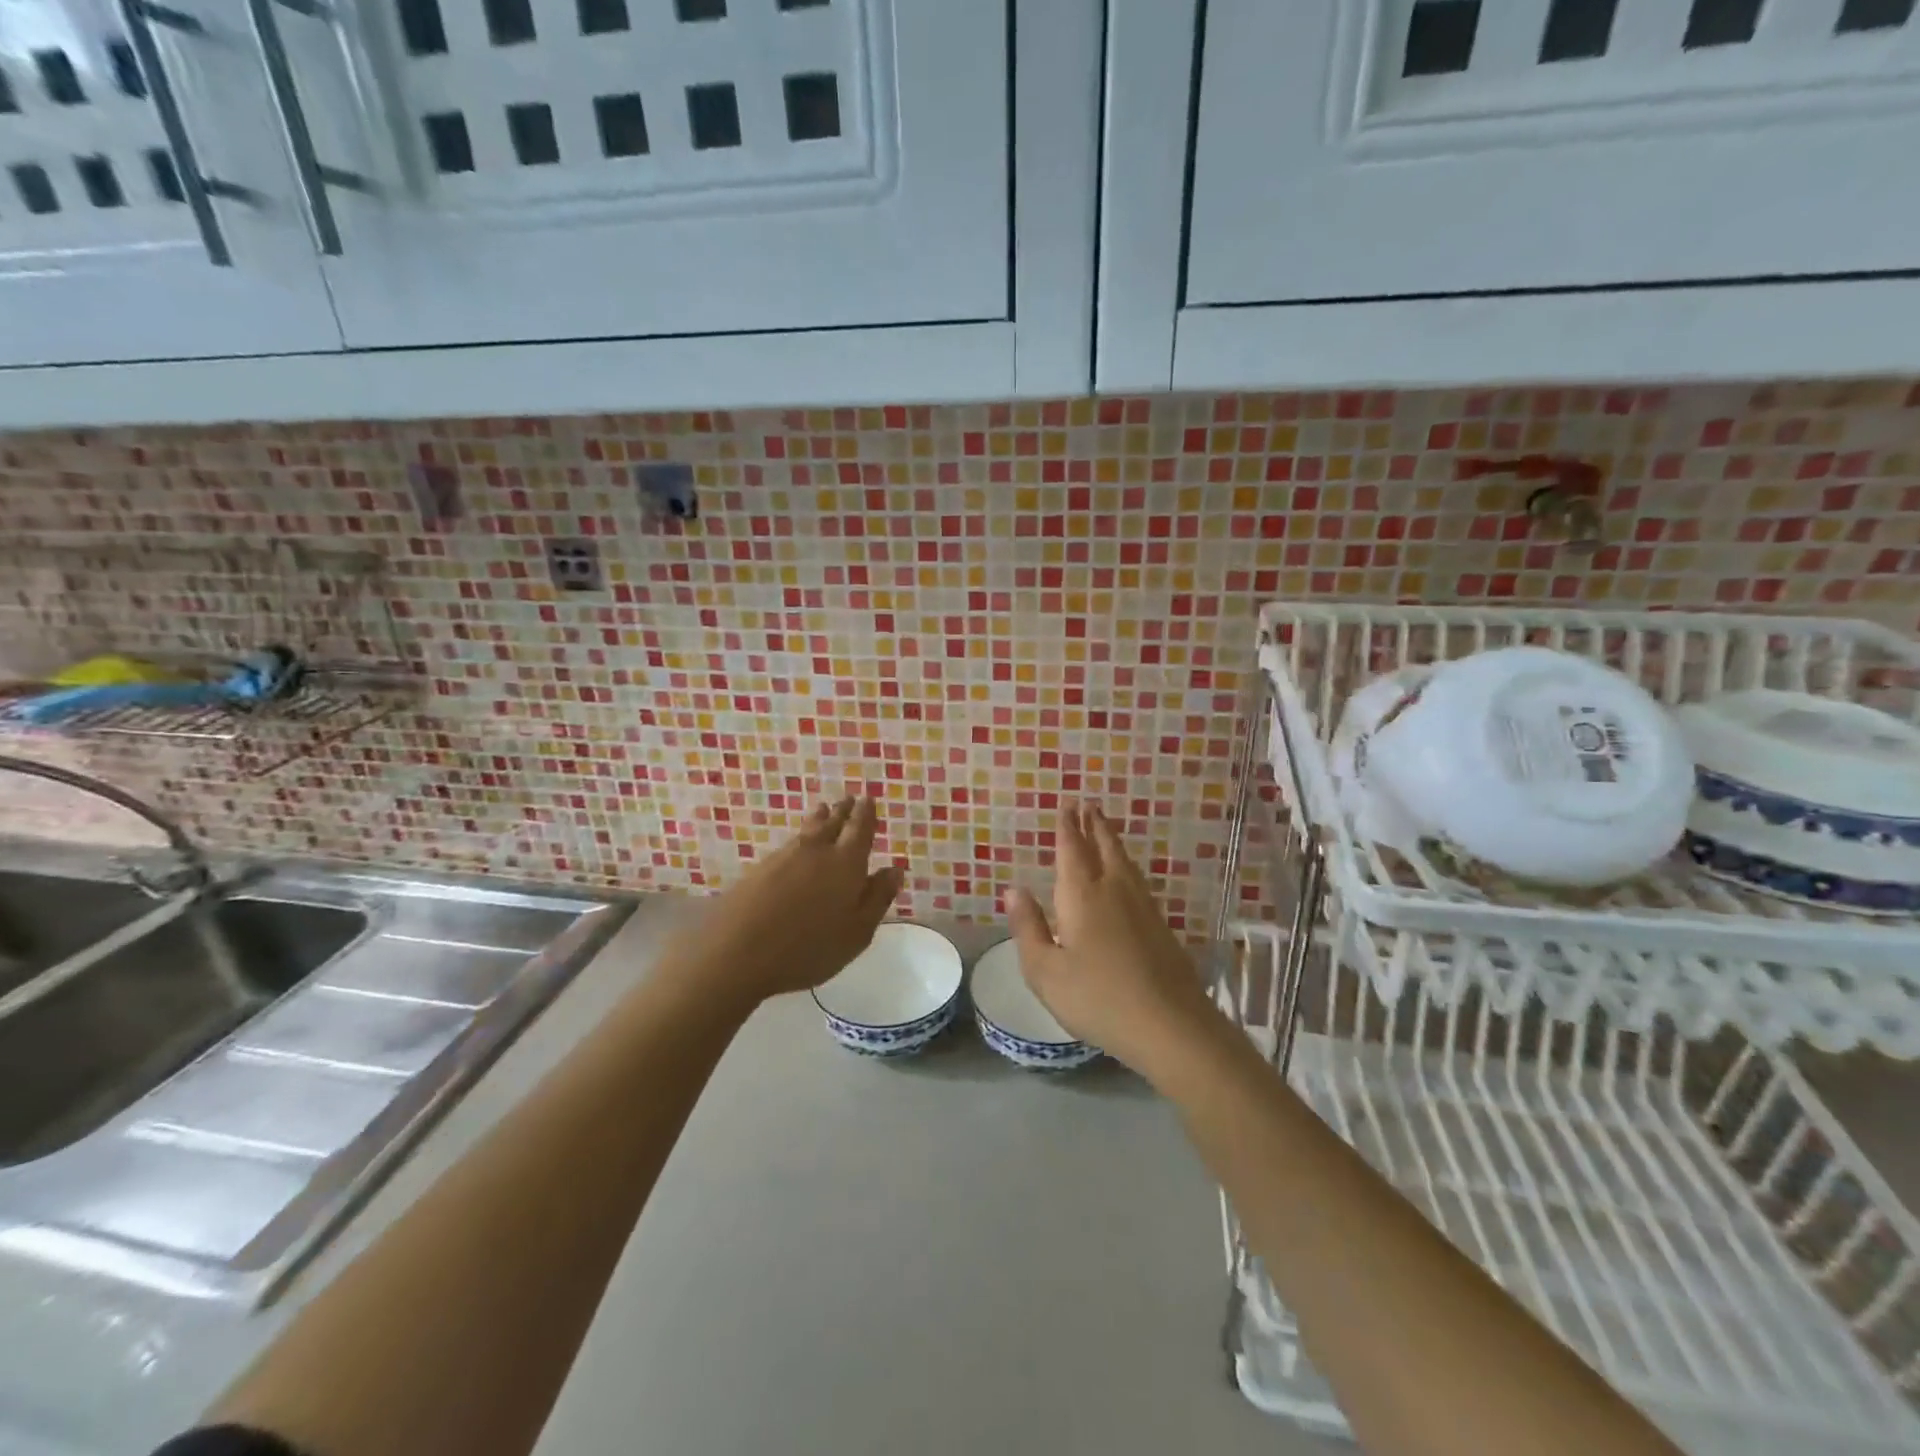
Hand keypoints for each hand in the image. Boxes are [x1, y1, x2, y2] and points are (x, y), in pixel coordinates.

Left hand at [663, 798, 903, 1010]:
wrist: (735, 951)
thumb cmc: (808, 947)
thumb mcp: (857, 933)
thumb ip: (877, 898)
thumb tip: (894, 870)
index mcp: (846, 863)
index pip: (860, 829)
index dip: (866, 813)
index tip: (868, 798)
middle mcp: (816, 851)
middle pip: (832, 822)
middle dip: (843, 810)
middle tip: (849, 798)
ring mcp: (783, 857)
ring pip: (808, 830)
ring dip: (820, 818)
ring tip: (824, 809)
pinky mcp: (759, 869)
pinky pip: (789, 844)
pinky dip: (800, 837)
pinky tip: (797, 844)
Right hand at [1007, 803, 1221, 1077]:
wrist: (1169, 1024)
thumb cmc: (1096, 998)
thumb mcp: (1045, 971)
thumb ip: (1028, 927)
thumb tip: (1014, 889)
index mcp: (1081, 895)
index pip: (1072, 850)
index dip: (1068, 827)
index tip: (1067, 805)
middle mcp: (1113, 889)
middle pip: (1103, 847)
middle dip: (1093, 825)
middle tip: (1088, 804)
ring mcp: (1142, 905)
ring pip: (1124, 861)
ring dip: (1111, 840)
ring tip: (1104, 828)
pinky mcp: (1160, 924)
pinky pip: (1137, 879)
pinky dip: (1126, 864)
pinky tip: (1126, 875)